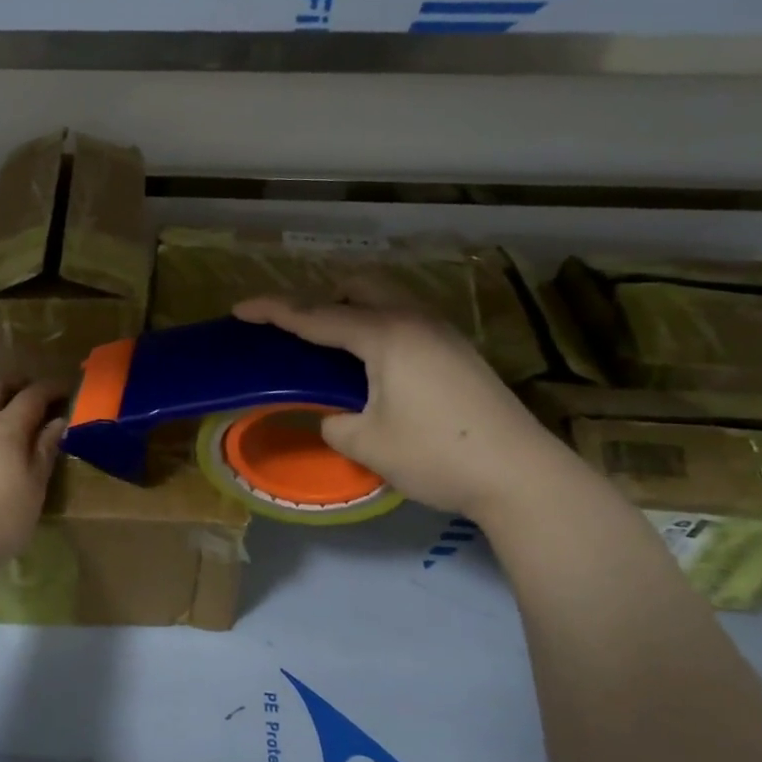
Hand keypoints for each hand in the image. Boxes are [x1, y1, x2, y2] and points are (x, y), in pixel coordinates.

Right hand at [233, 291, 572, 521]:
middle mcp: (413, 320)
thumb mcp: (366, 443)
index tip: (239, 308)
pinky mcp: (456, 350)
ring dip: (349, 308)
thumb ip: (334, 421)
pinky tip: (370, 359)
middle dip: (317, 297)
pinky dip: (374, 324)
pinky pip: (402, 318)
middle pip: (355, 286)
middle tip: (292, 326)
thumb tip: (335, 416)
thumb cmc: (437, 455)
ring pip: (384, 298)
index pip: (316, 316)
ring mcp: (441, 332)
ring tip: (328, 342)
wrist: (521, 475)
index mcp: (385, 335)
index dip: (273, 310)